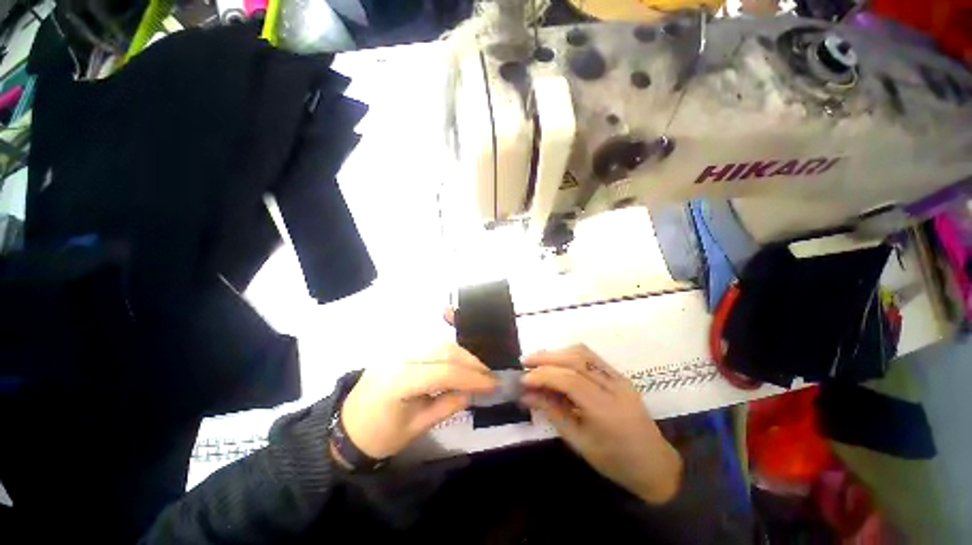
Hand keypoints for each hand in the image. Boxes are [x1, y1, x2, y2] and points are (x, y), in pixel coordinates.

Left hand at [340, 342, 497, 458]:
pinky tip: (460, 363)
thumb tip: (473, 392)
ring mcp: (398, 349)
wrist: (347, 426)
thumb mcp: (416, 427)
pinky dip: (450, 352)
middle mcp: (399, 357)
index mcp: (398, 381)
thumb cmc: (380, 435)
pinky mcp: (401, 348)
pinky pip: (432, 345)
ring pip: (439, 343)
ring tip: (478, 370)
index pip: (443, 372)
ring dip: (462, 355)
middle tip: (489, 375)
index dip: (471, 377)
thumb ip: (447, 405)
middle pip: (443, 351)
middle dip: (471, 362)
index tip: (492, 384)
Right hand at [521, 344, 682, 503]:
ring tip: (537, 360)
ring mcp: (619, 377)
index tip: (523, 379)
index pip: (570, 380)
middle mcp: (615, 386)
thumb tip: (526, 395)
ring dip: (557, 353)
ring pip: (583, 352)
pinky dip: (569, 355)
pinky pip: (590, 356)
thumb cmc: (615, 462)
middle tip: (525, 361)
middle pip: (576, 359)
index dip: (543, 376)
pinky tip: (557, 362)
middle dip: (547, 357)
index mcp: (607, 410)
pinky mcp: (619, 375)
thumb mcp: (580, 443)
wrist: (656, 465)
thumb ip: (552, 413)